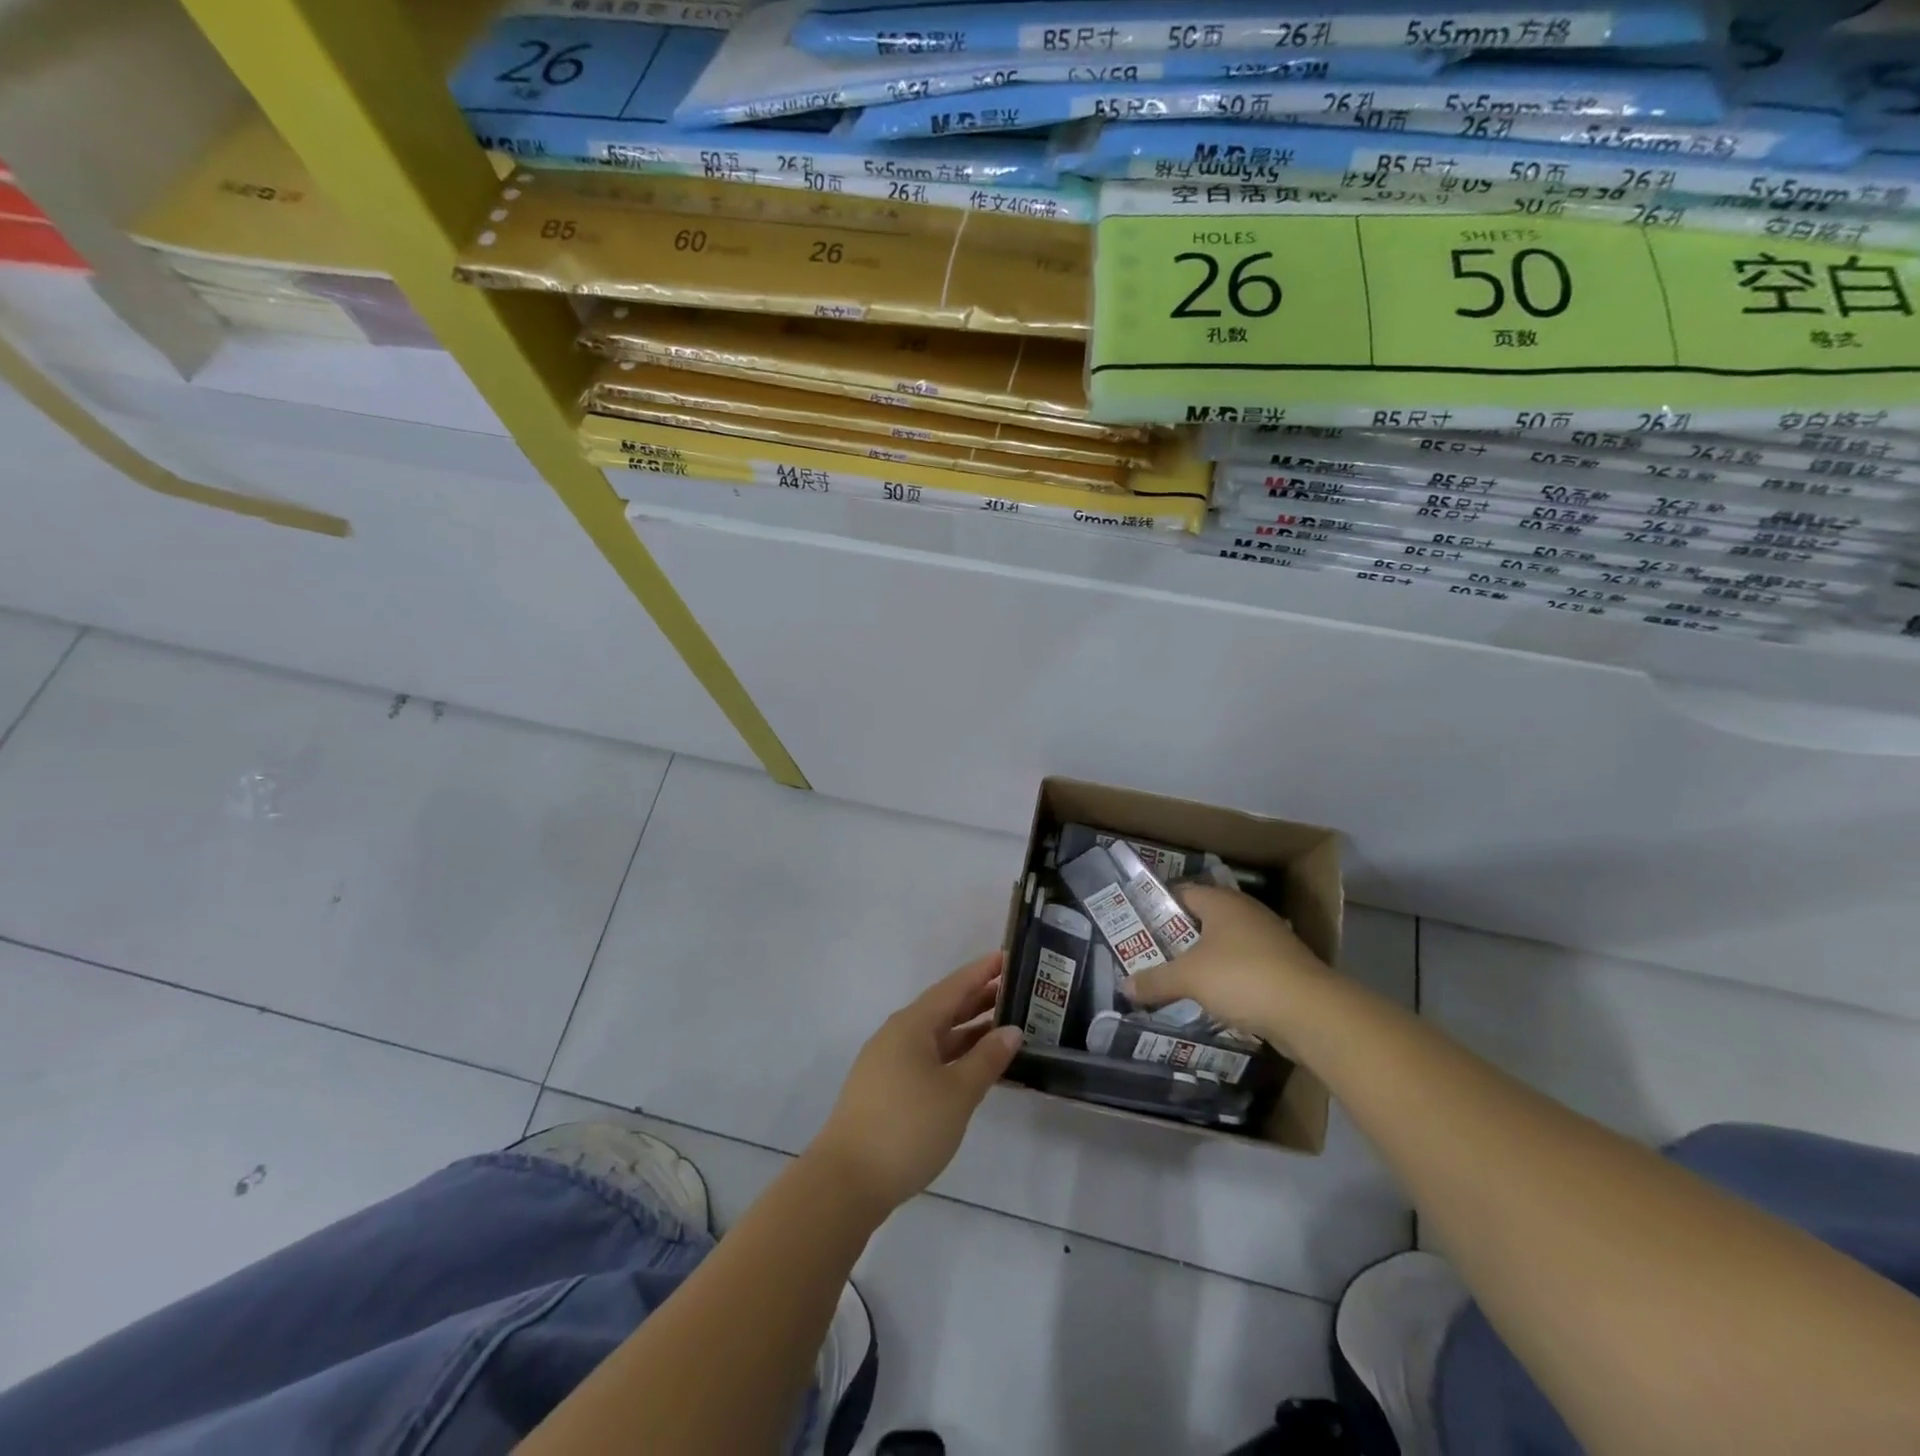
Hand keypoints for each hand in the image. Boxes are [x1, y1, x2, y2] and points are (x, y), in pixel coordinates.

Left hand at [808, 952, 1022, 1213]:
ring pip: (936, 1036)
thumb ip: (987, 1059)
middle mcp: (898, 1035)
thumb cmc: (907, 1127)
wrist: (847, 1181)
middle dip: (978, 999)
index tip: (1008, 956)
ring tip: (1004, 1027)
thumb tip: (1012, 1030)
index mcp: (912, 1024)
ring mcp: (888, 1062)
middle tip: (1017, 992)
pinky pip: (927, 1058)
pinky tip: (973, 1068)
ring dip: (968, 1030)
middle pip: (943, 1008)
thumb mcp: (957, 1093)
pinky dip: (954, 1055)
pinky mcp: (886, 1089)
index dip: (982, 972)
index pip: (954, 987)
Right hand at [1124, 884, 1332, 1047]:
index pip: (1182, 892)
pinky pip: (1244, 968)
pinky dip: (1227, 979)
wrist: (1311, 1013)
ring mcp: (1269, 940)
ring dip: (1203, 960)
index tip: (1136, 925)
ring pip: (1224, 945)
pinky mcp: (1283, 968)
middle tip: (1150, 954)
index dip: (1158, 906)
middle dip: (1177, 937)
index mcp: (1222, 902)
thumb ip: (1155, 980)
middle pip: (1203, 919)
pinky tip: (1211, 998)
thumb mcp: (1189, 978)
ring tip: (1175, 978)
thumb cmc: (1243, 977)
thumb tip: (1124, 985)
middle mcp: (1246, 913)